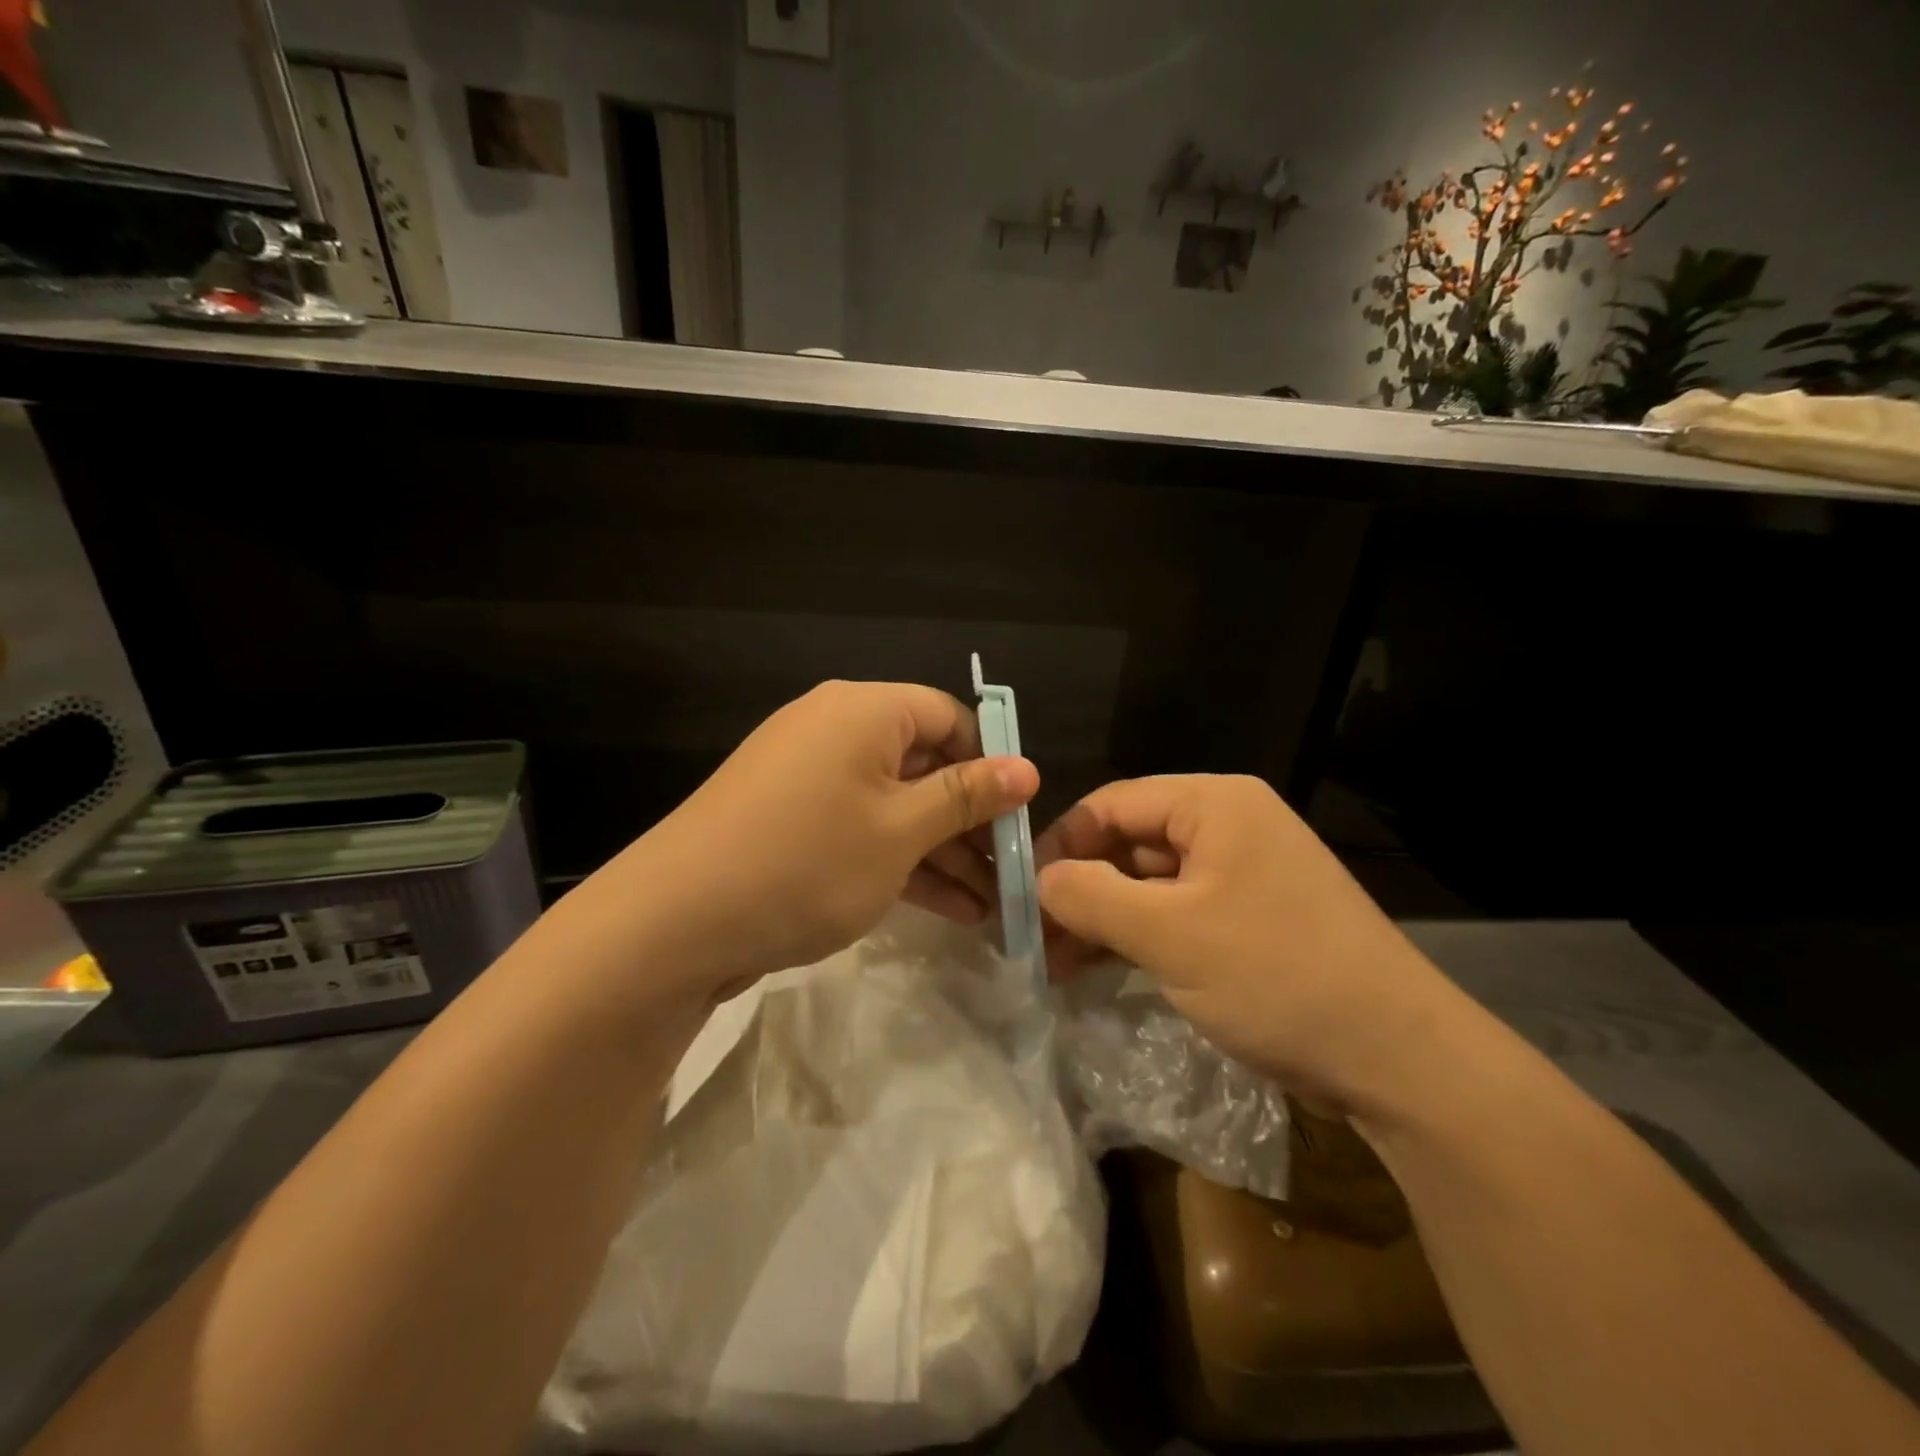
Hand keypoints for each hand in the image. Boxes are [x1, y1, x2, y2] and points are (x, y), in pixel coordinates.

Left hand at [577, 680, 1037, 1004]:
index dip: (991, 763)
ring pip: (895, 804)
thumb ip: (967, 797)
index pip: (949, 717)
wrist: (675, 922)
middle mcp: (835, 730)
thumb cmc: (808, 860)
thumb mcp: (901, 830)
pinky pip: (861, 828)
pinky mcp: (789, 820)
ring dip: (942, 852)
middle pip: (924, 764)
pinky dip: (900, 860)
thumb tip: (1028, 768)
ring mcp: (808, 778)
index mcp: (864, 711)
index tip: (1020, 817)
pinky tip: (947, 910)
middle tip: (1011, 874)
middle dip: (970, 821)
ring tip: (991, 908)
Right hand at [1033, 774, 1474, 1115]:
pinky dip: (1137, 937)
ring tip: (1057, 964)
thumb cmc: (1276, 975)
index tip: (1023, 893)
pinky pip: (1177, 913)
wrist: (1397, 1059)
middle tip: (1035, 938)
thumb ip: (1090, 896)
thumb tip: (1040, 881)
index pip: (1113, 804)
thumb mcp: (1168, 934)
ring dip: (1103, 918)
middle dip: (1080, 888)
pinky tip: (1099, 969)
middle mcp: (1229, 826)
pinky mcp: (1250, 918)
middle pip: (1130, 842)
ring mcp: (1243, 874)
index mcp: (1214, 804)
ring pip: (1150, 883)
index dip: (1062, 844)